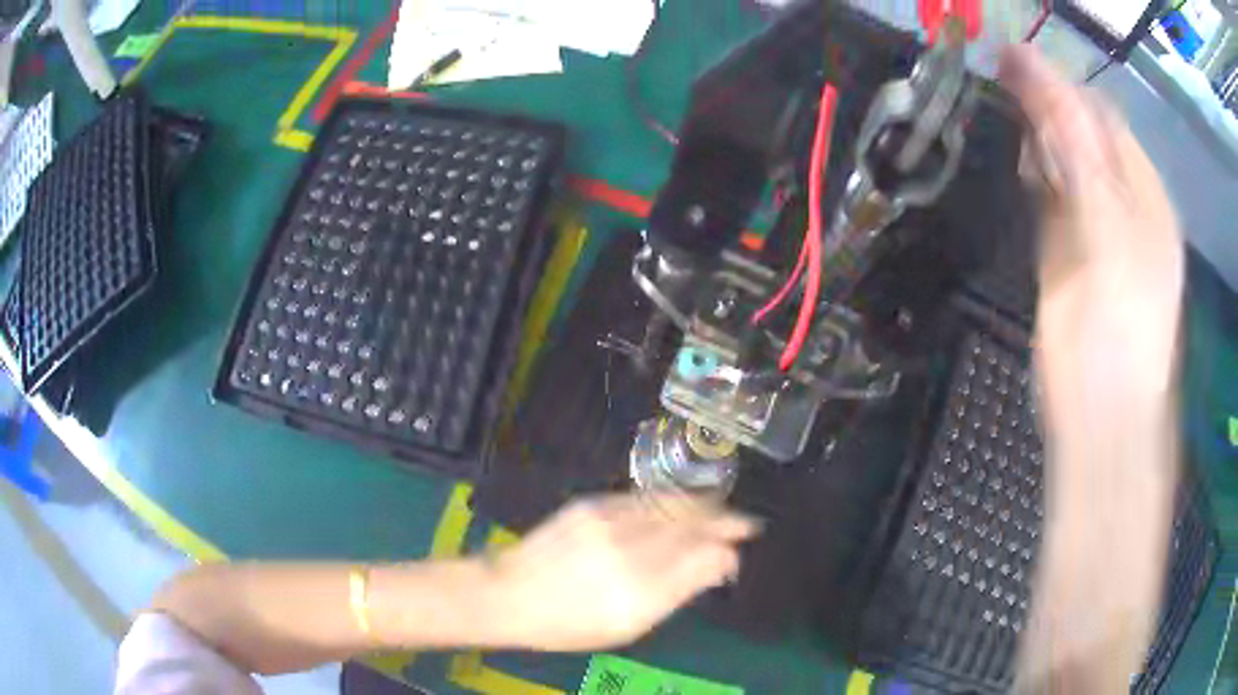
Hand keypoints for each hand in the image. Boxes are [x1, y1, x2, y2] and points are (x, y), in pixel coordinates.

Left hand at [481, 493, 760, 650]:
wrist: (510, 593)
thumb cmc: (568, 624)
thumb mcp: (627, 627)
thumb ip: (676, 594)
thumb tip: (716, 567)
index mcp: (642, 591)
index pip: (701, 559)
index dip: (726, 551)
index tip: (738, 552)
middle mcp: (630, 551)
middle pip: (693, 526)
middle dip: (726, 521)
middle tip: (748, 523)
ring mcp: (610, 523)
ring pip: (673, 505)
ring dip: (705, 505)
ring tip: (724, 510)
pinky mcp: (594, 505)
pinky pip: (646, 498)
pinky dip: (673, 500)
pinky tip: (685, 504)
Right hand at [1000, 46, 1183, 431]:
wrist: (1100, 420)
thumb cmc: (1117, 338)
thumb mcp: (1109, 242)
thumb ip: (1084, 162)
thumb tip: (1046, 90)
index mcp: (1144, 196)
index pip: (1102, 119)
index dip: (1061, 87)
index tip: (1011, 61)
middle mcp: (1123, 202)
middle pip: (1084, 134)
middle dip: (1046, 104)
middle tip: (1000, 79)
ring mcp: (1095, 226)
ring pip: (1066, 161)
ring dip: (1037, 133)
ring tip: (1004, 112)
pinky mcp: (1068, 251)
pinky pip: (1052, 194)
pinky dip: (1033, 171)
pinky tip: (1018, 164)